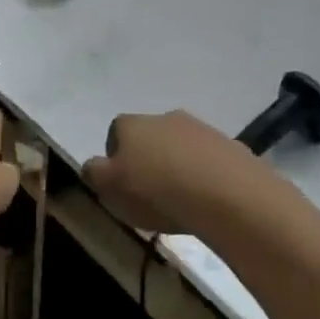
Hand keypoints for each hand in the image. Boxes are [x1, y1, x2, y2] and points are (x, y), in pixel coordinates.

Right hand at [85, 109, 251, 236]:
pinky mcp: (228, 145)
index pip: (116, 132)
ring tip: (181, 201)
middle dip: (149, 160)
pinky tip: (206, 200)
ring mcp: (199, 128)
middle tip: (151, 195)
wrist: (225, 192)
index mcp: (132, 124)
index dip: (116, 158)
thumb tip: (92, 165)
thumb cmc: (156, 190)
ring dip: (177, 166)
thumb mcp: (111, 188)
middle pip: (149, 137)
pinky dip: (204, 175)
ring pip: (179, 146)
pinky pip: (208, 159)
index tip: (122, 185)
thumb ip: (95, 173)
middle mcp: (164, 117)